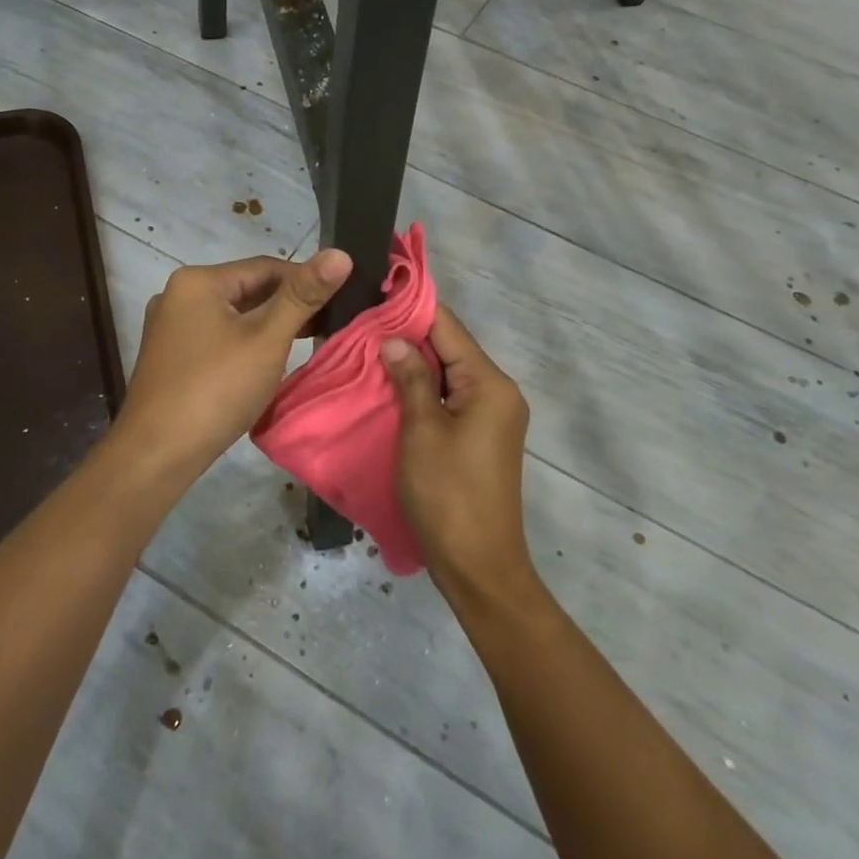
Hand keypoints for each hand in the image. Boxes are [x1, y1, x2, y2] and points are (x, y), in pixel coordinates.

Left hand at [113, 250, 351, 477]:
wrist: (156, 454)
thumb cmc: (216, 389)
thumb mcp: (267, 339)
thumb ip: (303, 296)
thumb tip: (341, 254)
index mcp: (198, 280)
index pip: (266, 267)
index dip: (306, 282)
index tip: (339, 303)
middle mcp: (178, 295)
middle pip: (248, 290)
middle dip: (287, 307)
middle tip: (328, 327)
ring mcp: (170, 327)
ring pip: (233, 316)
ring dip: (268, 327)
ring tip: (305, 346)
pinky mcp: (170, 356)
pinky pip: (217, 337)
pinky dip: (244, 344)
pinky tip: (265, 364)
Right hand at [381, 304, 535, 611]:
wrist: (479, 567)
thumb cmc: (448, 495)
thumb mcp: (421, 431)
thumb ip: (411, 378)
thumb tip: (393, 338)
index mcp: (490, 384)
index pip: (449, 328)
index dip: (412, 308)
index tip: (375, 292)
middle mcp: (498, 392)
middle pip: (450, 348)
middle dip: (407, 336)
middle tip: (360, 323)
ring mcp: (491, 416)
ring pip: (447, 374)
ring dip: (412, 363)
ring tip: (366, 349)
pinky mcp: (480, 437)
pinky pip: (449, 398)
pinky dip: (422, 389)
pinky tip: (389, 386)